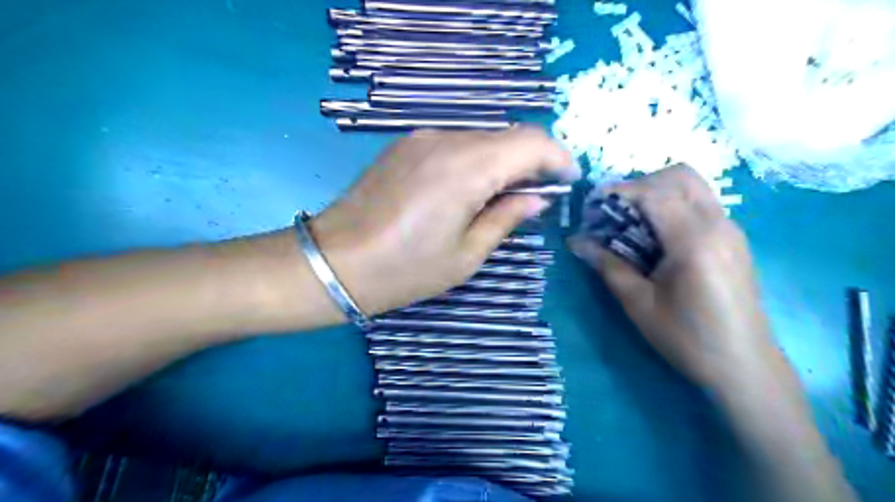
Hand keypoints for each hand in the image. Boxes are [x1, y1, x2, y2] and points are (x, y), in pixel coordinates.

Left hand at [311, 129, 575, 316]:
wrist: (334, 262)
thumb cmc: (404, 269)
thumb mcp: (466, 255)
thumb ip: (506, 218)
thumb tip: (536, 199)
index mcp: (467, 167)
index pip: (531, 142)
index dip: (558, 158)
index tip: (568, 182)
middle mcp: (446, 139)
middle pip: (506, 136)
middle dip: (531, 161)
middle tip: (538, 196)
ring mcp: (421, 138)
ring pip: (481, 139)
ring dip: (501, 162)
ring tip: (502, 198)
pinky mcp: (404, 146)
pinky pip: (454, 144)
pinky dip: (474, 161)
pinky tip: (468, 190)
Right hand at [570, 165, 773, 387]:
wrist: (744, 365)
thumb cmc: (687, 338)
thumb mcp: (638, 303)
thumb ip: (607, 264)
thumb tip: (576, 241)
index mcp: (694, 240)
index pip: (654, 192)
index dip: (619, 192)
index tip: (593, 207)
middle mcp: (718, 224)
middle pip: (679, 176)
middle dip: (640, 184)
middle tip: (615, 211)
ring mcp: (731, 229)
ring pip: (693, 186)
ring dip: (657, 193)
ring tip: (631, 222)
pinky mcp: (733, 239)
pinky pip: (701, 203)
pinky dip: (672, 205)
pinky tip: (655, 236)